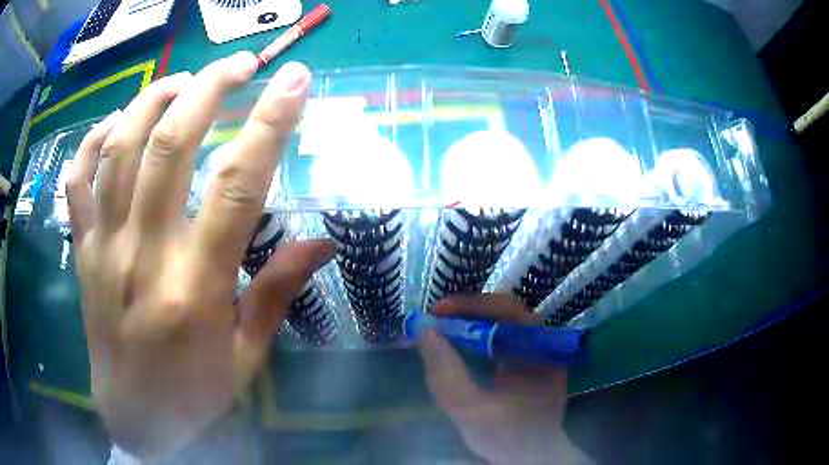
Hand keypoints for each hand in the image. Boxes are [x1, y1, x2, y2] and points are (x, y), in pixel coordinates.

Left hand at [67, 53, 334, 458]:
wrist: (135, 417)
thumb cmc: (194, 392)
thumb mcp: (247, 357)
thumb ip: (277, 293)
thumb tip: (324, 243)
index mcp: (196, 287)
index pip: (239, 184)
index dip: (271, 122)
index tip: (295, 80)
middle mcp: (144, 254)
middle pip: (171, 144)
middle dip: (210, 88)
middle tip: (240, 63)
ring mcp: (103, 248)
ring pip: (120, 148)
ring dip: (153, 99)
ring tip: (182, 80)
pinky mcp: (81, 251)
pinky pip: (78, 180)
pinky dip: (93, 140)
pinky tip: (115, 121)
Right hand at [419, 294, 592, 463]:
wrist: (530, 457)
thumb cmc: (507, 437)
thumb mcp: (470, 410)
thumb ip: (446, 374)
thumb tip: (425, 332)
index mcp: (542, 350)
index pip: (508, 310)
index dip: (471, 305)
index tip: (437, 312)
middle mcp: (544, 344)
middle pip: (505, 313)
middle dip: (467, 313)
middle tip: (434, 319)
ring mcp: (538, 352)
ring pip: (502, 324)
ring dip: (470, 323)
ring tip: (441, 329)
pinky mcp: (528, 361)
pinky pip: (501, 339)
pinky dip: (477, 338)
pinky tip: (458, 345)